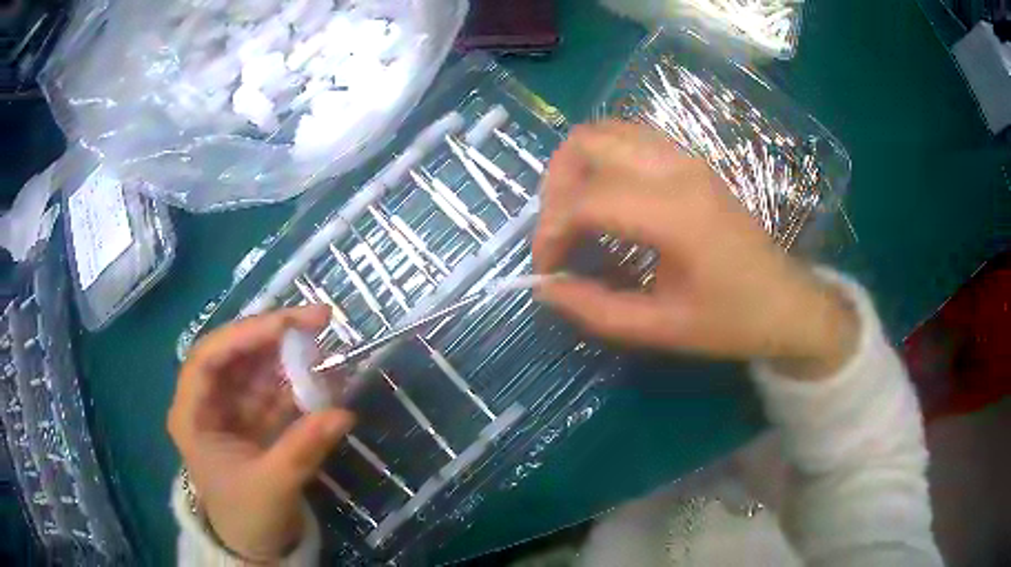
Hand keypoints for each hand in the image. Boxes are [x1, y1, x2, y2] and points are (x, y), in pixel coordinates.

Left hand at [168, 306, 354, 560]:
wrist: (255, 545)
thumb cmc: (248, 517)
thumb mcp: (273, 486)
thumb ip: (303, 449)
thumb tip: (344, 414)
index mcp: (192, 415)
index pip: (209, 358)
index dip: (245, 335)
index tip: (287, 324)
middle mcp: (207, 402)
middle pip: (235, 354)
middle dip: (274, 335)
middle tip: (319, 320)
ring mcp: (231, 408)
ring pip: (257, 367)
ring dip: (290, 356)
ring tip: (326, 347)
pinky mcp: (253, 418)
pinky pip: (275, 390)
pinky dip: (299, 382)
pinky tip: (323, 376)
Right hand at [533, 121, 857, 378]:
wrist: (786, 302)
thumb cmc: (732, 321)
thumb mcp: (662, 329)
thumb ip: (597, 311)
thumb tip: (546, 289)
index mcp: (675, 214)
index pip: (588, 200)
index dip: (552, 232)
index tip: (548, 269)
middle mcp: (678, 170)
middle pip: (588, 142)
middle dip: (555, 185)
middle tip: (557, 232)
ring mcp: (686, 158)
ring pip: (607, 130)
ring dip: (576, 164)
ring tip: (573, 210)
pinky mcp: (691, 161)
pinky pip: (631, 136)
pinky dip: (603, 156)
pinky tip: (605, 194)